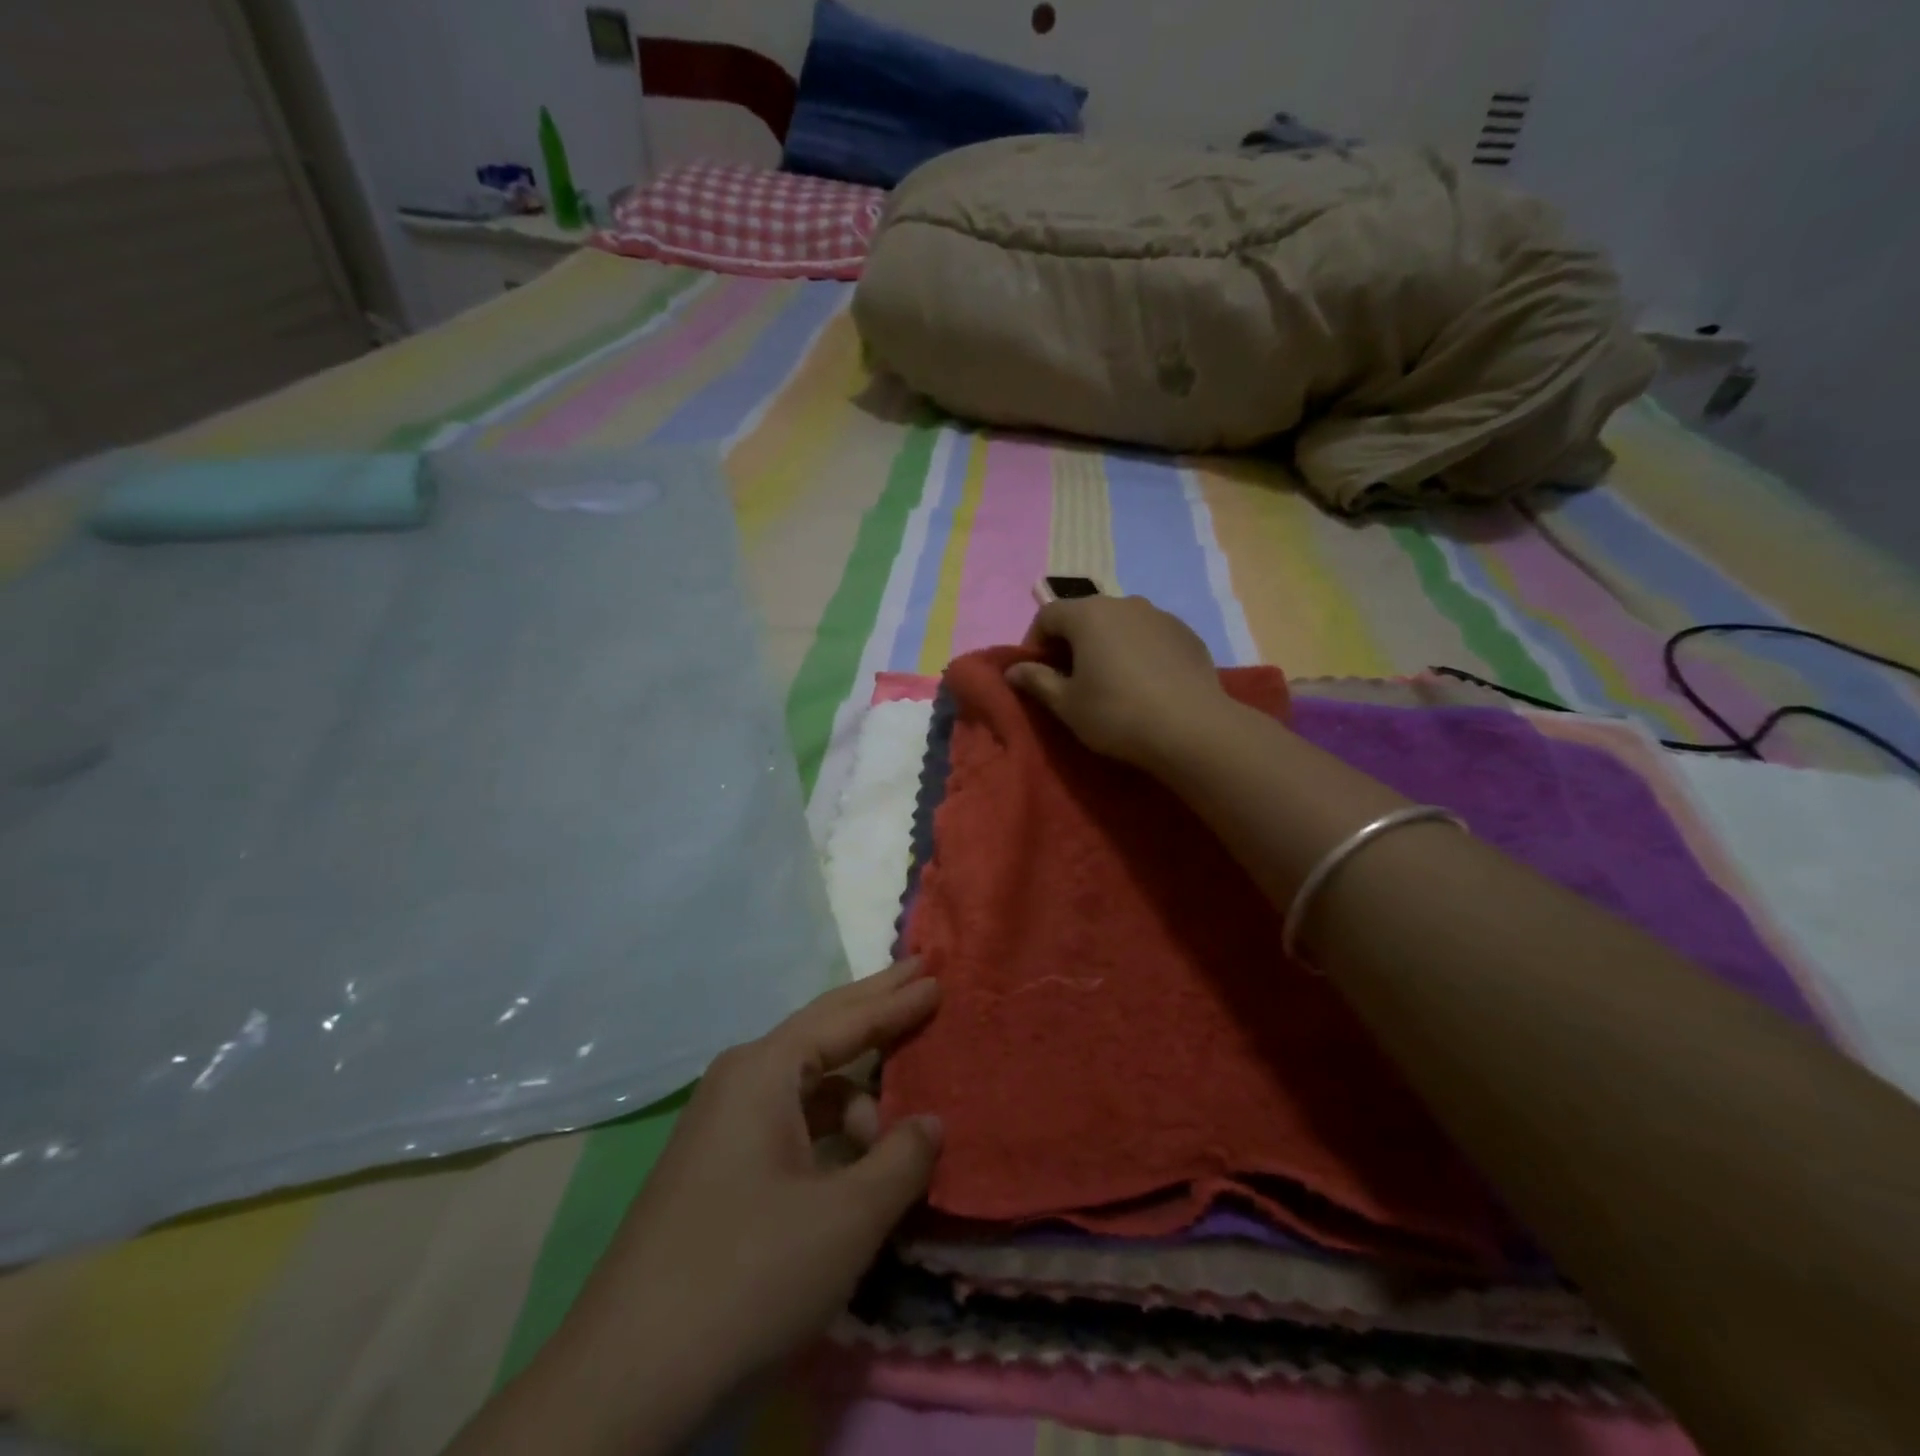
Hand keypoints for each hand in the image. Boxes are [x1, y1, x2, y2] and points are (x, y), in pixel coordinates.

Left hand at [454, 963, 942, 1455]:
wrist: (626, 1379)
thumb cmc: (749, 1276)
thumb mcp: (846, 1218)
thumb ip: (900, 1160)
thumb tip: (931, 1122)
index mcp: (763, 1072)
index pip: (846, 1019)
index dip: (897, 1000)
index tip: (937, 976)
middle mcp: (739, 1081)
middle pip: (822, 1029)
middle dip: (875, 1005)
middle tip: (920, 974)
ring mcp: (722, 1124)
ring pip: (807, 1086)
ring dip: (857, 1094)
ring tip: (898, 1130)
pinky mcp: (717, 1165)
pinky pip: (790, 1122)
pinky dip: (831, 1129)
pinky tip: (856, 1159)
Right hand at [1009, 594, 1230, 767]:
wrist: (1192, 729)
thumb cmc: (1117, 714)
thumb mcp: (1066, 704)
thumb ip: (1036, 681)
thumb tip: (1013, 670)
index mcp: (1088, 614)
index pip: (1047, 615)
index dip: (1034, 643)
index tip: (1036, 674)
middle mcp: (1124, 603)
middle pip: (1085, 615)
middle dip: (1071, 643)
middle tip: (1070, 680)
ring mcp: (1160, 616)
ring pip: (1120, 624)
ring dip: (1106, 645)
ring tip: (1109, 682)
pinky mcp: (1187, 634)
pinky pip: (1150, 637)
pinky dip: (1138, 652)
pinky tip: (1144, 685)